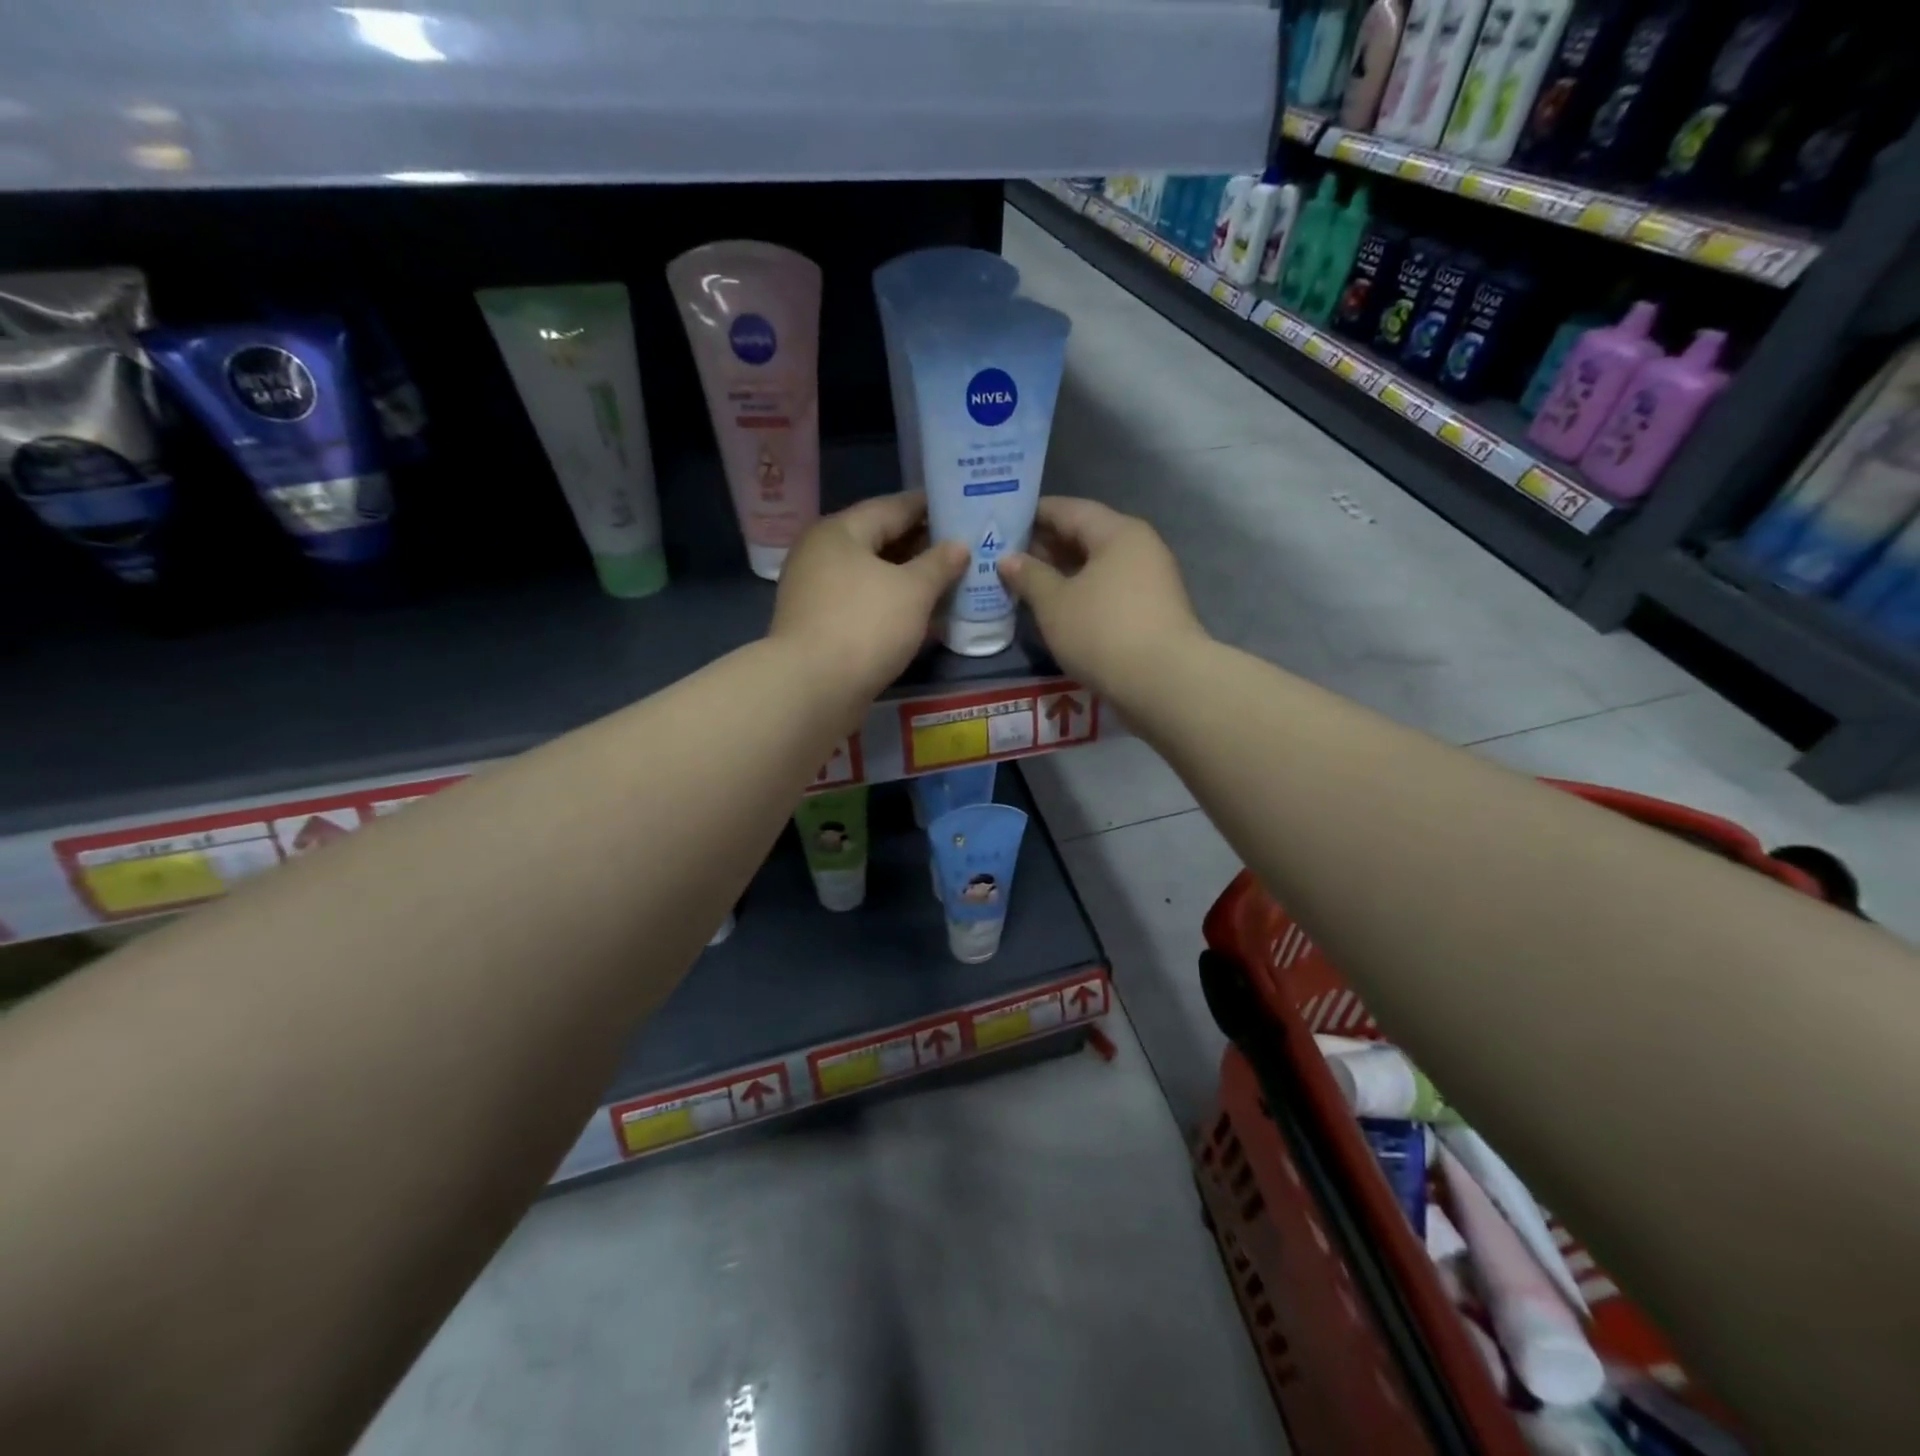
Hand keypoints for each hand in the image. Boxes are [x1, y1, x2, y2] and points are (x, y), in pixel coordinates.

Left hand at [771, 492, 968, 699]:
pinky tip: (923, 617)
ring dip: (909, 580)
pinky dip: (893, 606)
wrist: (812, 689)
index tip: (962, 508)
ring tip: (950, 582)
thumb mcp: (913, 591)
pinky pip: (865, 605)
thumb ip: (939, 564)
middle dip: (922, 546)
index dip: (929, 507)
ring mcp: (817, 592)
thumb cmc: (865, 626)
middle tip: (964, 548)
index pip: (893, 507)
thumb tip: (959, 546)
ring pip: (874, 576)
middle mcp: (822, 554)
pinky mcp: (821, 626)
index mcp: (840, 531)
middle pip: (880, 541)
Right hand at [997, 498, 1204, 697]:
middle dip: (1045, 546)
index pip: (1068, 509)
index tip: (1002, 523)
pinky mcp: (1150, 612)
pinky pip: (1107, 590)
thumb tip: (1008, 559)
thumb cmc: (1102, 631)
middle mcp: (1139, 548)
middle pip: (1085, 536)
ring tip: (1024, 584)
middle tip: (1005, 557)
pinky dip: (1080, 593)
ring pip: (1096, 566)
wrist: (1162, 683)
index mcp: (1117, 532)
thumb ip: (1029, 576)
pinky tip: (1056, 608)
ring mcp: (1149, 581)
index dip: (1033, 514)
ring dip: (1061, 573)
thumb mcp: (1054, 603)